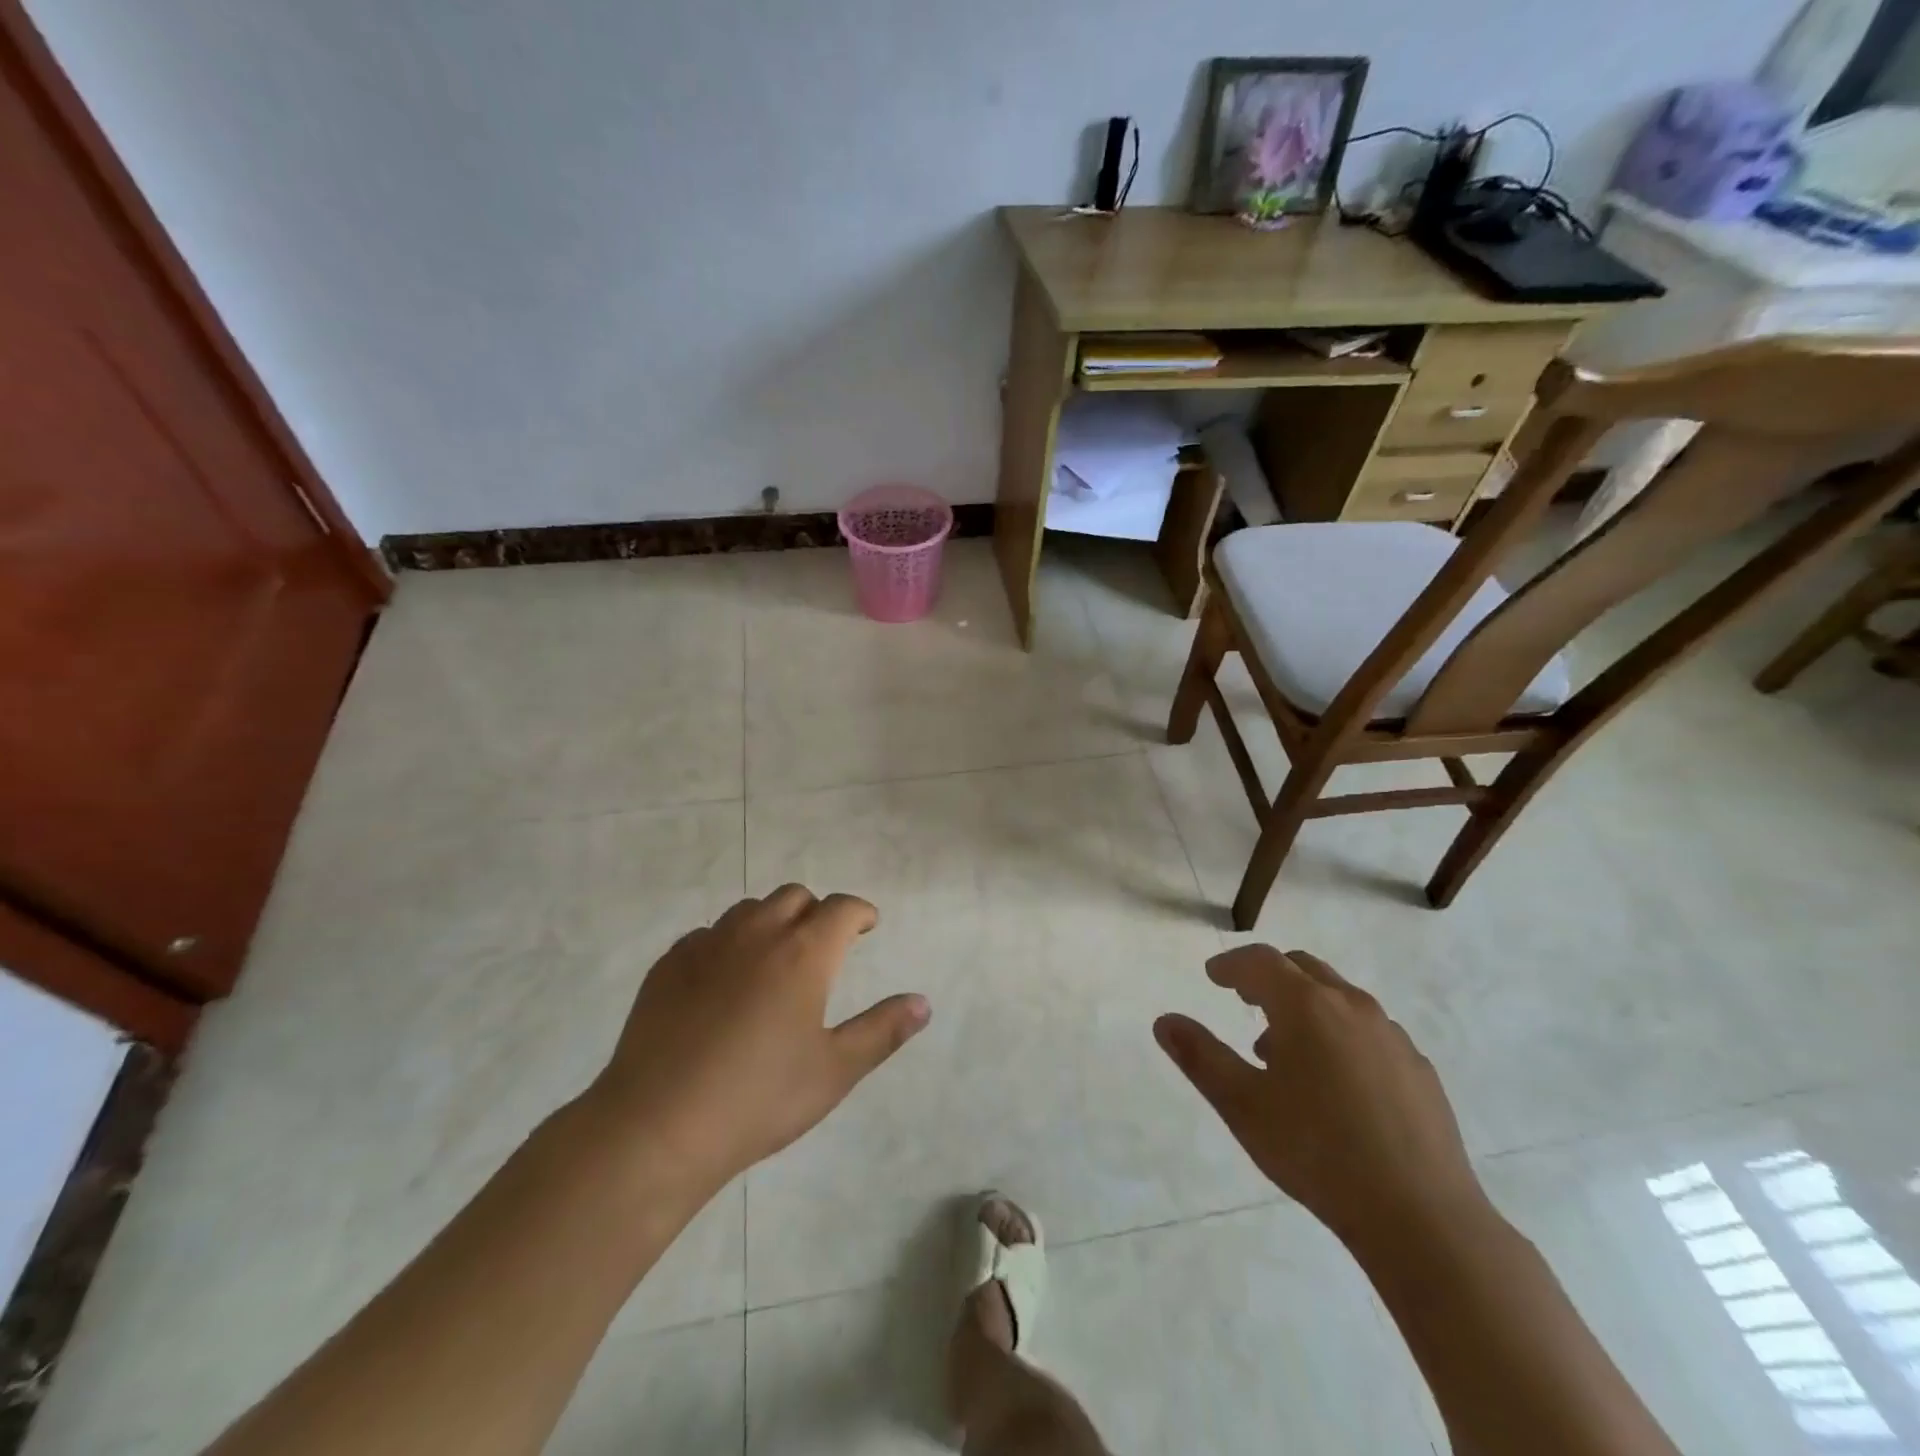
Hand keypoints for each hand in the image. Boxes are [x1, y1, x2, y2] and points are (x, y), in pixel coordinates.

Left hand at [581, 886, 928, 1199]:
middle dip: (816, 912)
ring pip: (749, 909)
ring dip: (771, 921)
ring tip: (774, 959)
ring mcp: (707, 945)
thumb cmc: (758, 1098)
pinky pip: (708, 934)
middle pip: (795, 896)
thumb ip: (882, 1031)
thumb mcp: (834, 1071)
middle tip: (822, 946)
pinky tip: (723, 982)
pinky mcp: (668, 964)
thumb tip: (923, 1003)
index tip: (867, 926)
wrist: (657, 1126)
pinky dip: (727, 944)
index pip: (841, 907)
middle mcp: (757, 933)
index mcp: (803, 953)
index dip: (859, 912)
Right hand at [1154, 946, 1487, 1251]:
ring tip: (1284, 1053)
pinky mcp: (1419, 1070)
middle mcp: (1352, 1006)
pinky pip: (1369, 1032)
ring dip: (1305, 1008)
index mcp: (1306, 1006)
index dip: (1231, 965)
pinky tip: (1335, 1085)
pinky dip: (1340, 1035)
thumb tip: (1165, 1022)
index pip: (1260, 961)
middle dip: (1269, 978)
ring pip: (1339, 999)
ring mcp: (1392, 1037)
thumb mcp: (1242, 1105)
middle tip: (1245, 1002)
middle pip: (1303, 968)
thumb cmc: (1317, 1151)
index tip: (1213, 976)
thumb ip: (1200, 1056)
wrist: (1421, 1218)